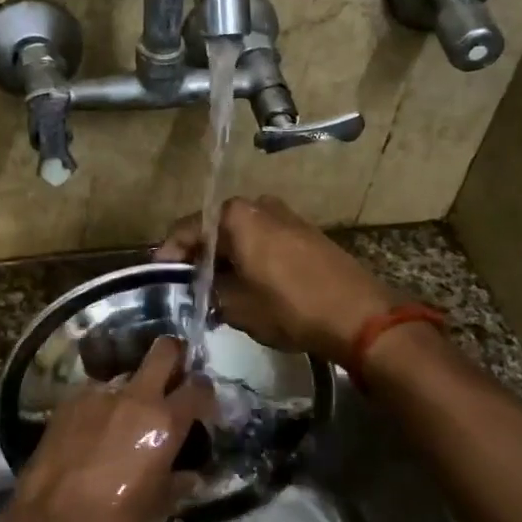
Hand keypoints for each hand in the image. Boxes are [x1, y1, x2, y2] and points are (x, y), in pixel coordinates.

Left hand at [0, 338, 210, 521]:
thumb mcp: (156, 511)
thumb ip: (178, 483)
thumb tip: (192, 474)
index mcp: (164, 422)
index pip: (198, 388)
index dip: (205, 393)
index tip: (203, 405)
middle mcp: (134, 397)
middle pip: (163, 351)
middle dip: (174, 355)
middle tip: (174, 377)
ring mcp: (98, 395)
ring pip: (126, 374)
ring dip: (134, 388)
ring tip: (127, 417)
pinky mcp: (68, 402)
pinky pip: (96, 393)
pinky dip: (104, 405)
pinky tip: (96, 430)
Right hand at [155, 195, 398, 362]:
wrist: (359, 315)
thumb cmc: (289, 307)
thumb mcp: (237, 306)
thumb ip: (210, 291)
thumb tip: (202, 287)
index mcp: (237, 215)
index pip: (189, 228)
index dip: (170, 252)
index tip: (161, 274)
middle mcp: (261, 206)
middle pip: (217, 227)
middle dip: (201, 254)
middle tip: (189, 283)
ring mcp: (288, 217)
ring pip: (244, 234)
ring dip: (228, 256)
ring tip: (218, 287)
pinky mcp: (308, 234)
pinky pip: (266, 241)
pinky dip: (252, 257)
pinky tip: (249, 283)